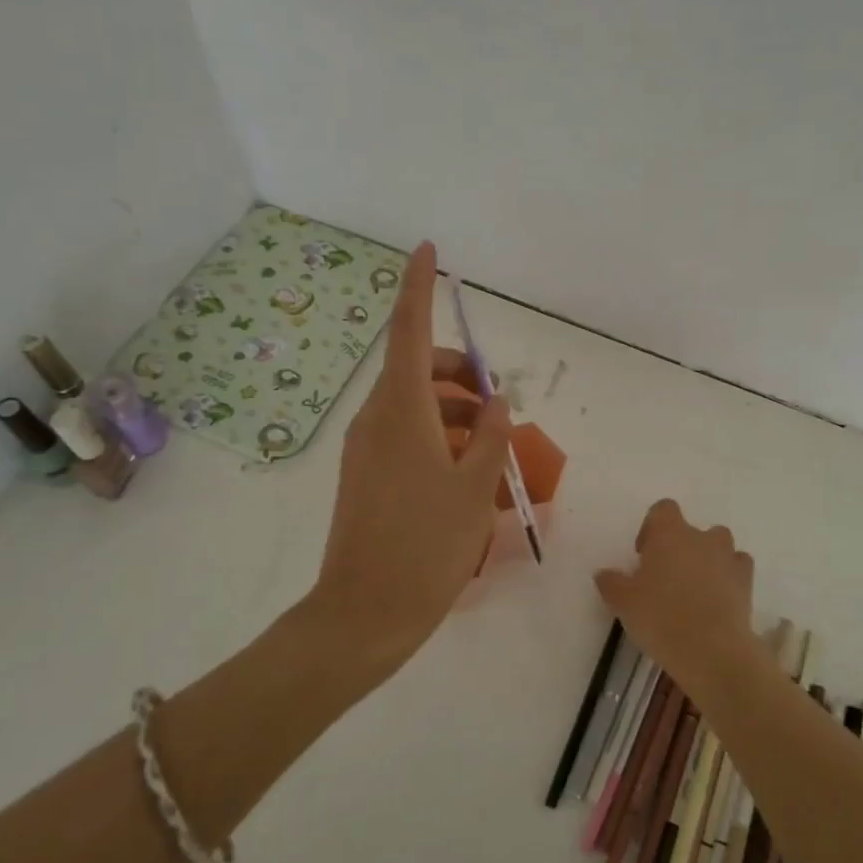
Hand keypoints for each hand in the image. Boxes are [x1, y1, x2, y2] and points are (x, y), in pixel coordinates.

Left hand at [313, 242, 512, 673]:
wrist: (366, 613)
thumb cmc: (428, 546)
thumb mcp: (475, 489)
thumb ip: (491, 437)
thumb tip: (495, 402)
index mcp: (402, 412)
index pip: (410, 332)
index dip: (418, 287)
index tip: (427, 249)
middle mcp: (377, 419)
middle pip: (417, 369)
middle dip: (459, 371)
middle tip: (498, 403)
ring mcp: (366, 447)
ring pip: (413, 403)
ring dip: (453, 408)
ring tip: (491, 446)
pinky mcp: (364, 473)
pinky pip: (404, 433)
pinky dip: (437, 434)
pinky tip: (466, 469)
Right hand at [594, 499, 764, 695]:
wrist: (712, 650)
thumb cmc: (661, 617)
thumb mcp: (623, 602)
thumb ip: (611, 583)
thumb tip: (604, 574)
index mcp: (670, 533)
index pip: (663, 509)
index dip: (652, 528)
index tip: (644, 555)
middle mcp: (701, 537)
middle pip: (691, 529)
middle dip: (679, 547)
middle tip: (665, 578)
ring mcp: (728, 558)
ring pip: (718, 546)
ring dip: (707, 560)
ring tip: (694, 590)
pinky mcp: (747, 582)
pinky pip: (737, 568)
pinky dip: (729, 578)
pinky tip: (718, 600)